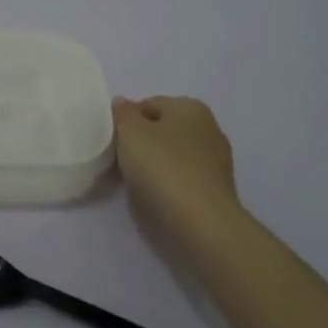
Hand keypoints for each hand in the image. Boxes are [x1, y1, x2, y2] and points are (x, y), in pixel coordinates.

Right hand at [112, 96, 240, 219]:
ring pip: (171, 155)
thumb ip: (122, 113)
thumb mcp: (131, 132)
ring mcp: (215, 161)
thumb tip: (123, 104)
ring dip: (152, 166)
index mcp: (191, 107)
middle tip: (118, 163)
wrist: (201, 224)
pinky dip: (166, 184)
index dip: (125, 121)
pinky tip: (153, 197)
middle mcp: (208, 128)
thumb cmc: (163, 168)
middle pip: (161, 130)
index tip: (112, 143)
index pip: (148, 105)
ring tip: (133, 184)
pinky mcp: (215, 189)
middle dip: (139, 144)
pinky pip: (181, 178)